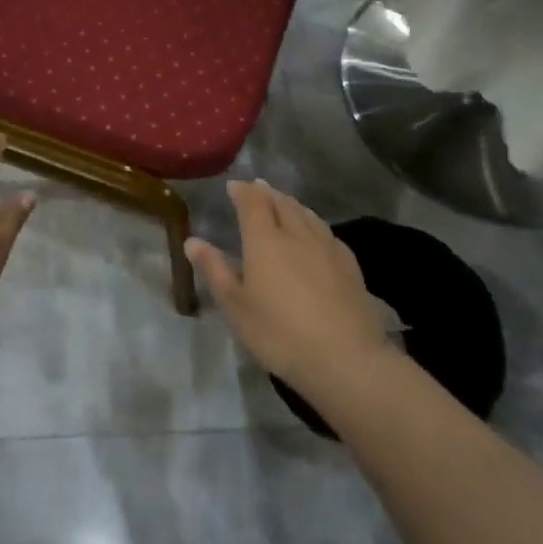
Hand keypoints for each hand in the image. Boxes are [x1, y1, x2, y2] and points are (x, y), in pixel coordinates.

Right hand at [186, 180, 391, 393]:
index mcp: (265, 241)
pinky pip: (327, 232)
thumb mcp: (236, 306)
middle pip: (282, 203)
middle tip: (258, 188)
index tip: (234, 185)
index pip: (253, 204)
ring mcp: (327, 248)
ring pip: (308, 215)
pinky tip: (317, 233)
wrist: (345, 358)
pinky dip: (314, 223)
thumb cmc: (279, 333)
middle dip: (268, 193)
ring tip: (284, 202)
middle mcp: (297, 234)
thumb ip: (215, 270)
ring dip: (292, 204)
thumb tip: (192, 241)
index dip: (243, 192)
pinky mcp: (350, 265)